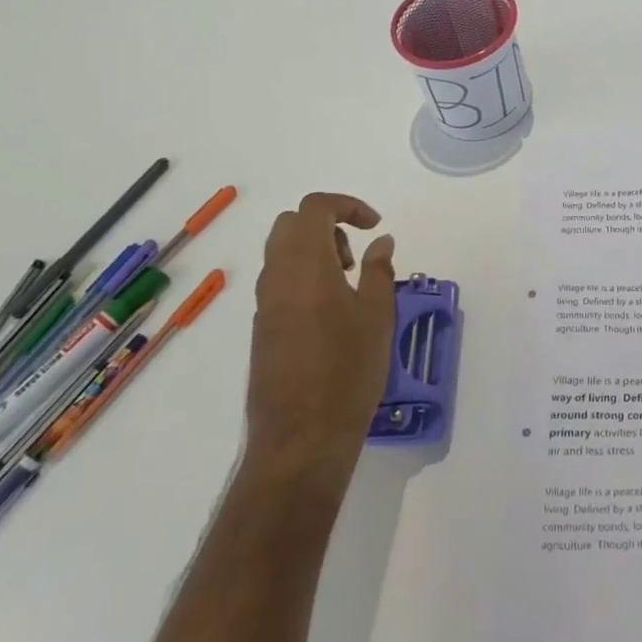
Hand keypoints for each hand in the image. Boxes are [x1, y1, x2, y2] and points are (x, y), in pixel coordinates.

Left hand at [245, 193, 396, 491]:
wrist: (301, 436)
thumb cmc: (348, 370)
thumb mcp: (377, 315)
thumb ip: (379, 270)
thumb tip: (381, 241)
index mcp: (305, 265)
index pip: (315, 208)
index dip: (347, 205)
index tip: (375, 225)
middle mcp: (277, 277)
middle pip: (290, 224)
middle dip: (326, 225)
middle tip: (356, 256)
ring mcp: (264, 303)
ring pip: (281, 253)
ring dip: (314, 251)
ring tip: (348, 285)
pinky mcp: (261, 328)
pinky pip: (279, 282)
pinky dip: (303, 277)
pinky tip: (330, 313)